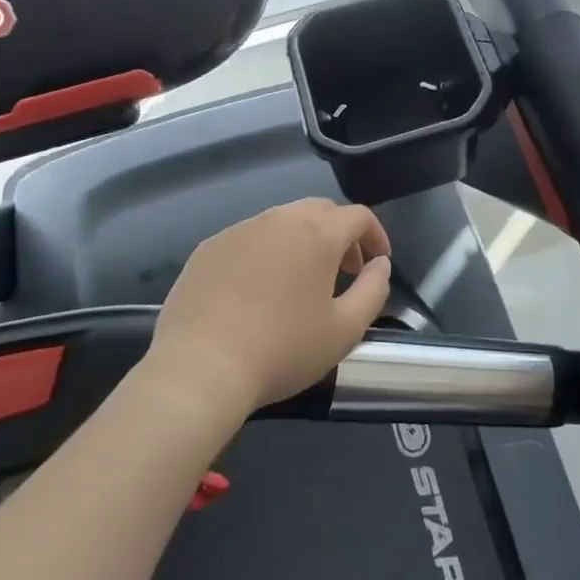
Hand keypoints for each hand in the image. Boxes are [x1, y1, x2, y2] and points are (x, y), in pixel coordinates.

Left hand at [146, 198, 392, 422]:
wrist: (199, 369)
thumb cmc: (282, 350)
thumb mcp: (345, 330)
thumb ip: (374, 290)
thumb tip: (379, 264)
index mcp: (318, 233)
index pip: (358, 216)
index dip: (375, 235)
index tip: (379, 261)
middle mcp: (280, 218)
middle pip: (320, 210)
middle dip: (340, 233)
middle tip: (345, 269)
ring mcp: (240, 229)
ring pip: (283, 220)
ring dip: (302, 240)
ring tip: (302, 279)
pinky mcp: (209, 247)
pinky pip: (249, 237)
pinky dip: (266, 251)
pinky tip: (258, 288)